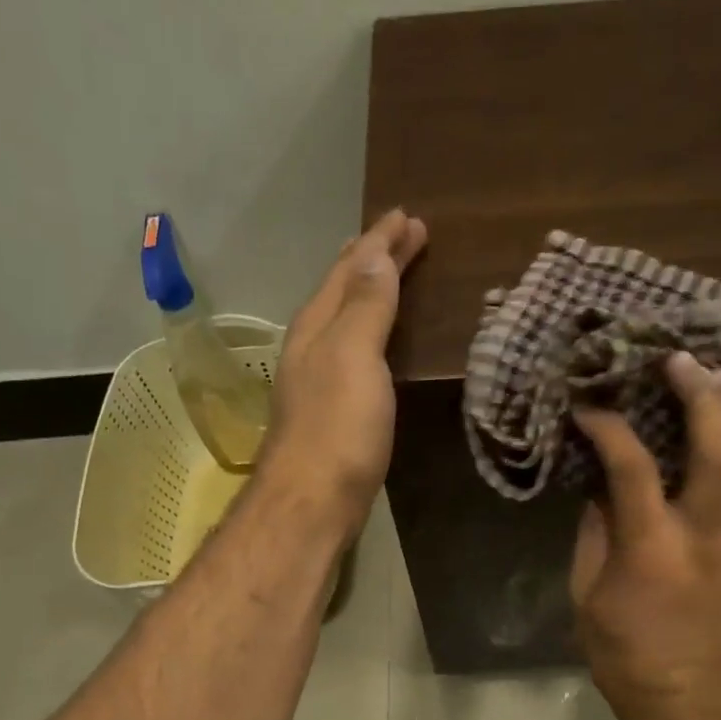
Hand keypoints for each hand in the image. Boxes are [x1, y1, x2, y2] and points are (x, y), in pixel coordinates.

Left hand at [259, 209, 427, 537]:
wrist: (313, 502)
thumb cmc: (337, 428)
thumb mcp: (353, 357)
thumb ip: (366, 307)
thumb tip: (375, 255)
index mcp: (318, 326)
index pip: (351, 269)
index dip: (380, 242)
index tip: (408, 218)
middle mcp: (312, 346)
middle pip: (342, 289)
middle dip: (372, 258)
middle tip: (403, 235)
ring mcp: (318, 379)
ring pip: (344, 319)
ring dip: (369, 292)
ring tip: (391, 275)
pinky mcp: (331, 410)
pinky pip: (352, 350)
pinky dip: (369, 330)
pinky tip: (377, 342)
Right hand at [569, 352, 720, 708]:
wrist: (680, 689)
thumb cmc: (620, 644)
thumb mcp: (586, 586)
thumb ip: (597, 525)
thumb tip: (603, 476)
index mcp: (652, 547)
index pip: (634, 468)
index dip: (611, 429)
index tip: (590, 408)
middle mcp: (703, 533)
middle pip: (718, 449)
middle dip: (704, 396)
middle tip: (681, 359)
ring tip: (715, 373)